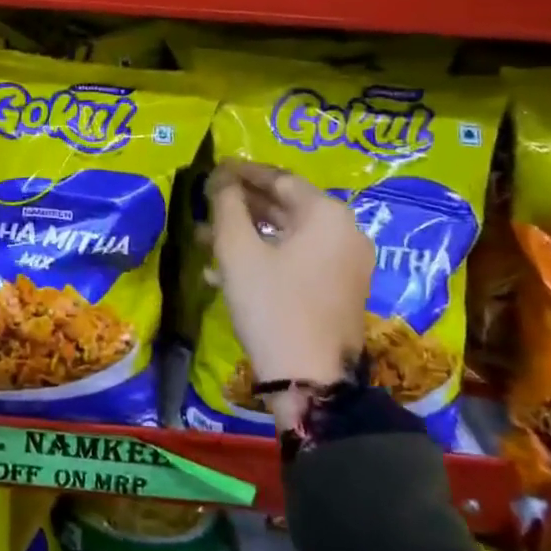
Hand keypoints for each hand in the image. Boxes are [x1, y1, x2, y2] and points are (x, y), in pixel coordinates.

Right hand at [205, 159, 372, 400]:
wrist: (310, 381)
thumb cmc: (271, 305)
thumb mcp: (237, 251)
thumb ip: (226, 205)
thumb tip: (220, 178)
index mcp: (327, 215)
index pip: (279, 178)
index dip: (241, 172)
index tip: (211, 170)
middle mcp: (345, 233)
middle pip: (286, 206)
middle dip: (241, 205)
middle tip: (205, 203)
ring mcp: (346, 264)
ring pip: (288, 236)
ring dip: (247, 233)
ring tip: (204, 238)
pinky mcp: (338, 291)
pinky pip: (298, 259)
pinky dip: (265, 257)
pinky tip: (225, 271)